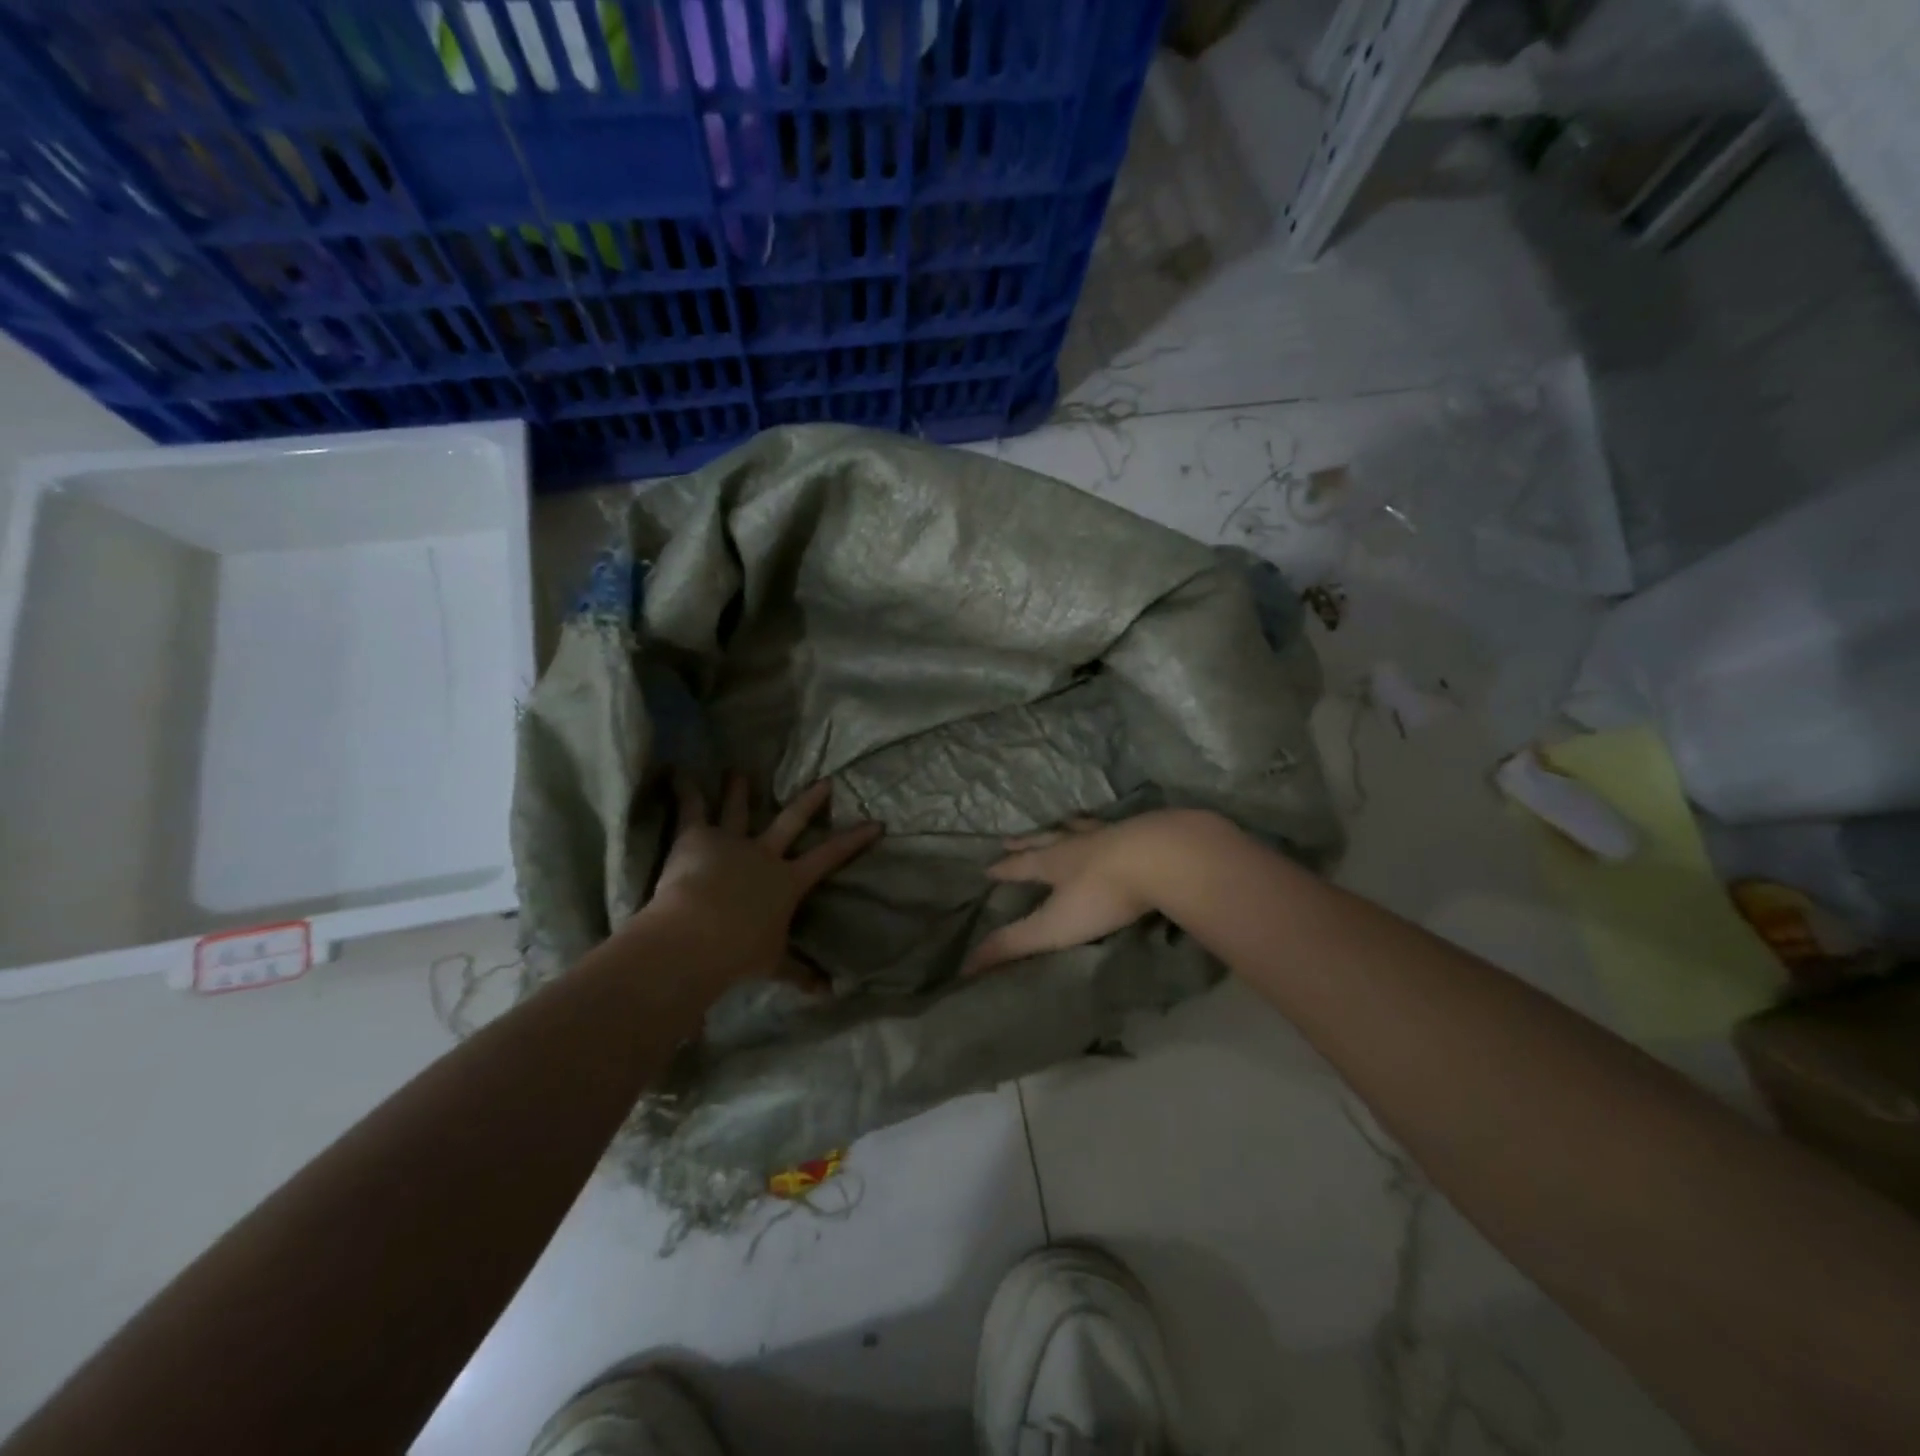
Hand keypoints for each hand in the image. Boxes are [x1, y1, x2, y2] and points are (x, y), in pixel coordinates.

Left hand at [639, 774, 882, 983]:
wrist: (698, 934)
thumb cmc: (739, 952)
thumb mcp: (773, 964)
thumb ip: (799, 974)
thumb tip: (828, 994)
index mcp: (787, 881)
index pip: (829, 856)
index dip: (854, 840)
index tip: (875, 823)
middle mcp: (764, 854)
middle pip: (791, 821)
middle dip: (810, 801)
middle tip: (825, 781)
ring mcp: (731, 842)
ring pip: (739, 810)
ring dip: (739, 790)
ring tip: (738, 770)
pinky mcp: (697, 837)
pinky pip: (692, 809)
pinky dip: (685, 790)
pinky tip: (678, 773)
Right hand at [963, 814, 1179, 974]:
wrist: (1161, 858)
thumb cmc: (1102, 895)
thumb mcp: (1052, 926)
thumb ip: (1013, 945)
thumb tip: (965, 965)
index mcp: (1053, 862)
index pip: (1020, 866)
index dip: (1003, 869)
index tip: (987, 867)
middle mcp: (1077, 843)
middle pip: (1045, 840)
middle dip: (1026, 842)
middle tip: (1009, 839)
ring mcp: (1111, 834)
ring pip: (1080, 828)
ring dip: (1066, 827)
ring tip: (1061, 823)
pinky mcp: (1143, 833)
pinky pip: (1119, 826)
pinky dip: (1110, 826)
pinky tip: (1119, 827)